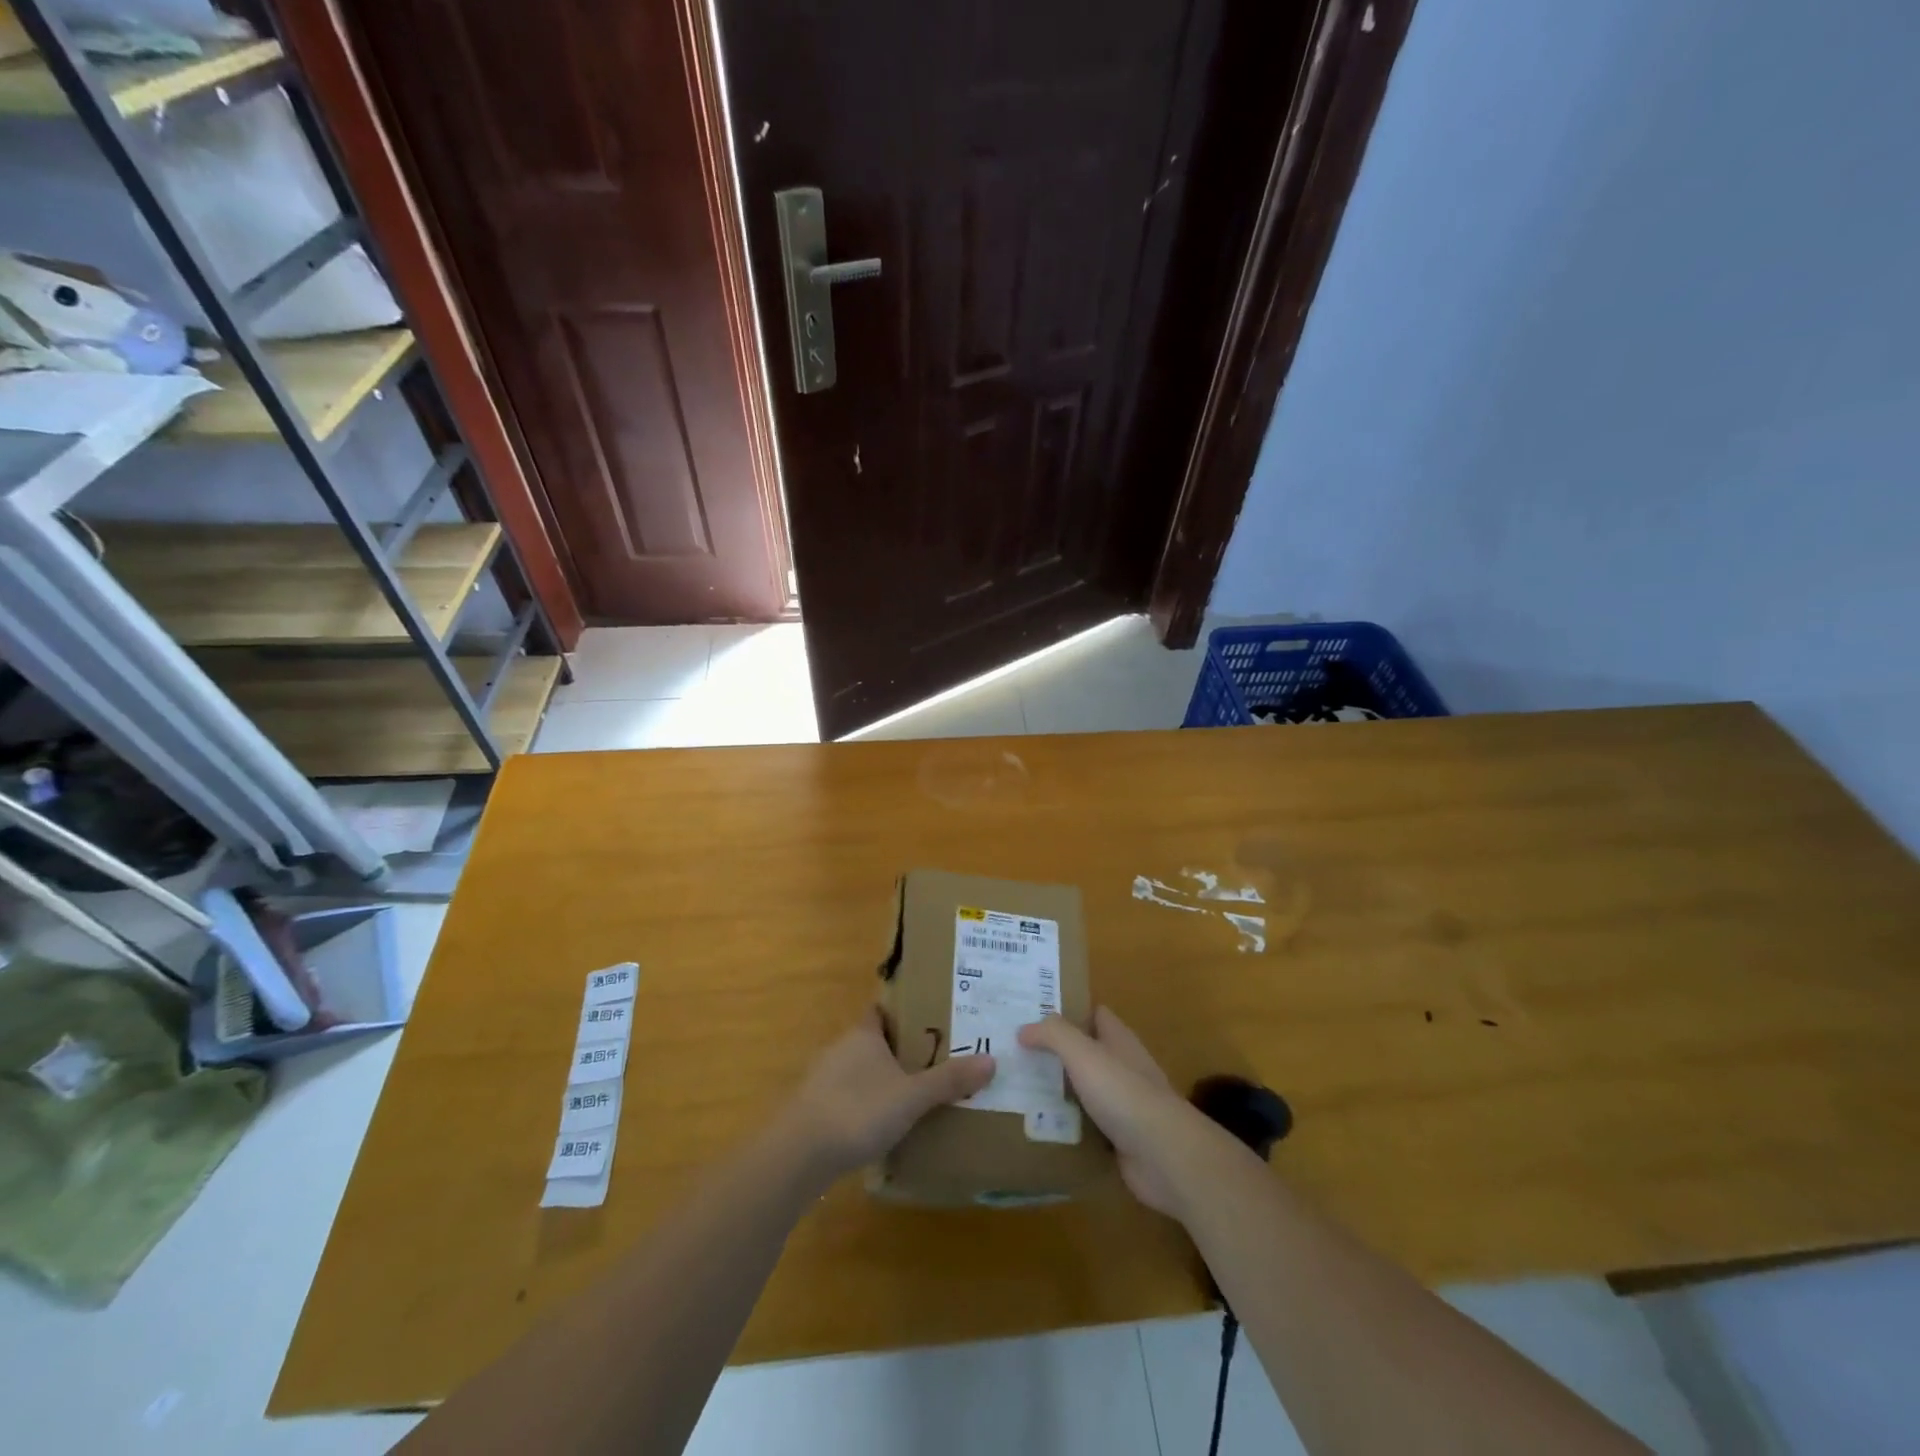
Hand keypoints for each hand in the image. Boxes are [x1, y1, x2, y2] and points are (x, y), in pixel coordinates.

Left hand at [782, 1007, 994, 1184]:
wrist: (799, 1154)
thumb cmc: (858, 1110)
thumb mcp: (912, 1096)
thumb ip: (949, 1080)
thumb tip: (991, 1060)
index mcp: (863, 1034)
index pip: (881, 1010)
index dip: (903, 1011)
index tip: (930, 1018)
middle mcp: (841, 1049)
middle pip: (874, 1041)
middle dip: (900, 1049)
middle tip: (935, 1059)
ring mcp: (824, 1080)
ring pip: (860, 1071)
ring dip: (882, 1080)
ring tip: (915, 1095)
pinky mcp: (815, 1111)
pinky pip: (848, 1098)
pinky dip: (866, 1106)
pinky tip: (883, 1126)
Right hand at [1019, 1007, 1214, 1217]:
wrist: (1164, 1156)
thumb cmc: (1123, 1093)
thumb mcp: (1083, 1053)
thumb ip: (1053, 1035)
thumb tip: (1024, 1029)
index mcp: (1119, 1039)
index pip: (1093, 1013)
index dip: (1067, 1009)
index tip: (1033, 1012)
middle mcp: (1123, 1066)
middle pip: (1085, 1051)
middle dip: (1055, 1052)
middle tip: (1015, 1053)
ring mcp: (1123, 1104)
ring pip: (1084, 1089)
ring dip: (1058, 1090)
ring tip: (1017, 1089)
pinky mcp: (1119, 1138)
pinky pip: (1086, 1125)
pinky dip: (1066, 1126)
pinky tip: (1039, 1127)